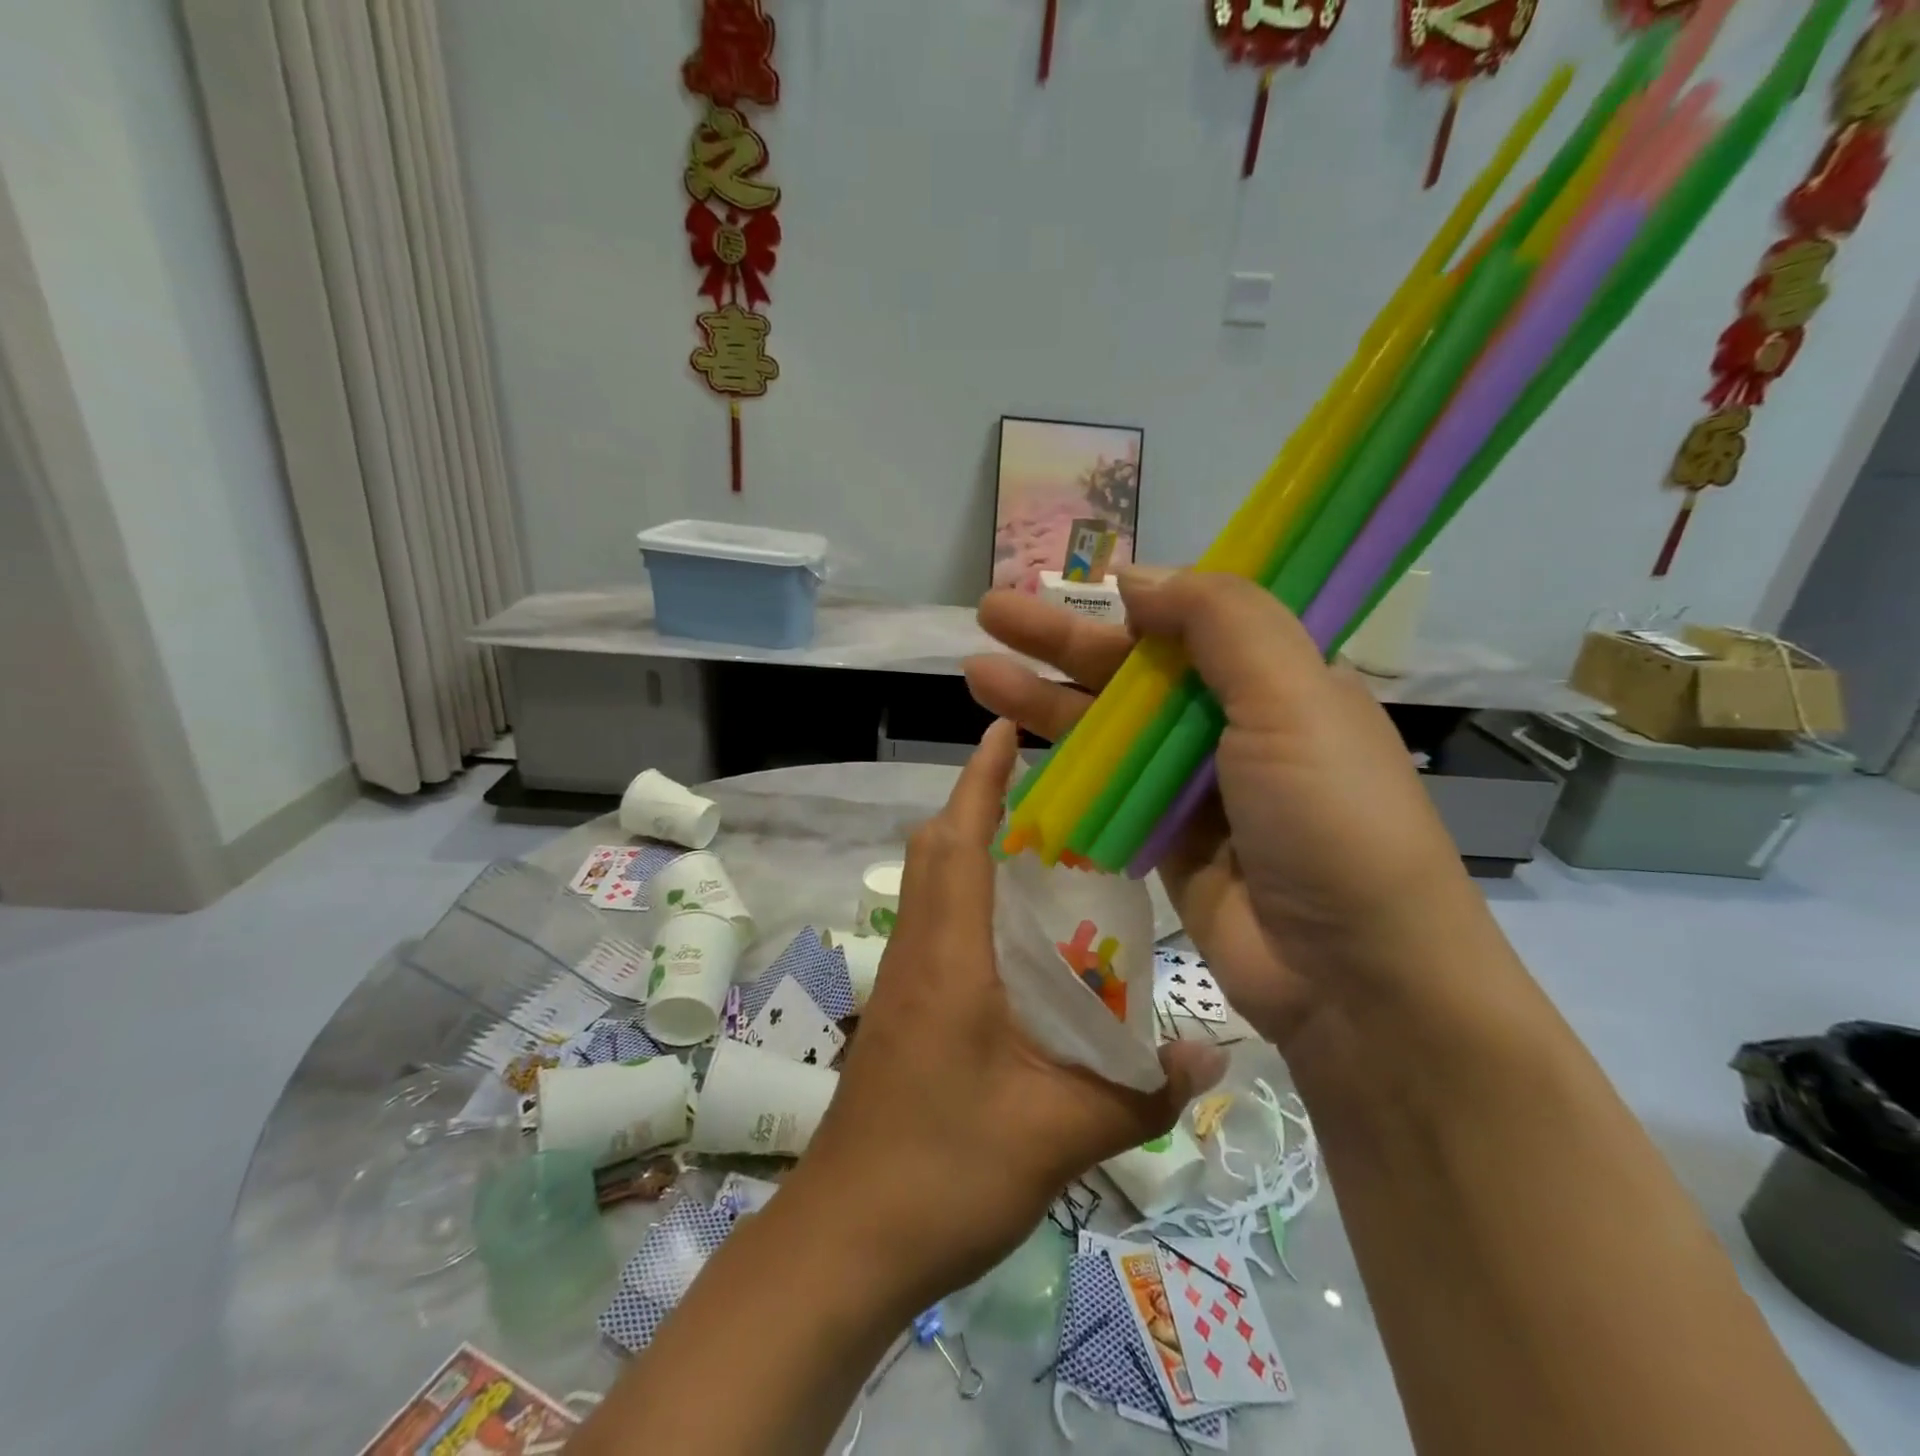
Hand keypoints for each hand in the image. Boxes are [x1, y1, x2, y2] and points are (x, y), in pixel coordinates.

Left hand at [797, 720, 1227, 1306]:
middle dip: (976, 804)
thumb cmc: (944, 1172)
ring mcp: (902, 982)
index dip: (979, 780)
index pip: (959, 841)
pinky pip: (934, 926)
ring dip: (969, 848)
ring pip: (930, 886)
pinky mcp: (901, 1011)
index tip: (1002, 729)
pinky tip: (1016, 936)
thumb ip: (1138, 1093)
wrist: (846, 1241)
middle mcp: (918, 952)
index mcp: (949, 957)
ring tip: (1037, 847)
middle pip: (935, 851)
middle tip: (1039, 789)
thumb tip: (1213, 1055)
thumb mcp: (1057, 1135)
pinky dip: (967, 899)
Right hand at [964, 571, 1479, 1055]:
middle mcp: (1236, 724)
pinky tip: (1013, 745)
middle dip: (1062, 640)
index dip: (1132, 597)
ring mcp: (1197, 786)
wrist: (1352, 976)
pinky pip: (1106, 790)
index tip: (1075, 583)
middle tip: (991, 610)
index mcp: (1280, 679)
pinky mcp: (1166, 840)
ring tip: (977, 671)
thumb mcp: (1292, 698)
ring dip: (1046, 699)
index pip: (1194, 619)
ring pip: (1109, 729)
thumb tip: (1138, 575)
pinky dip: (1064, 766)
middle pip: (1135, 670)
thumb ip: (1220, 622)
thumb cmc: (1329, 819)